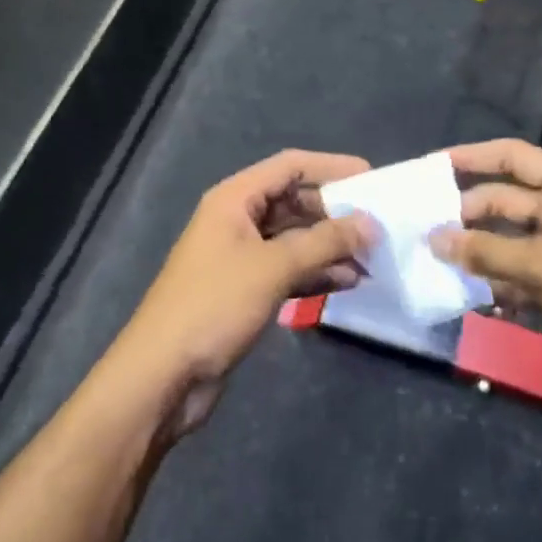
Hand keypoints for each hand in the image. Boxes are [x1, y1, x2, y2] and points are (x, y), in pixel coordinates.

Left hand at [115, 150, 378, 438]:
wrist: (163, 375)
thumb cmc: (214, 306)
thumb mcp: (273, 268)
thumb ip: (324, 242)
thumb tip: (370, 224)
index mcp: (234, 199)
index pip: (290, 166)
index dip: (331, 167)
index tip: (372, 178)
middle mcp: (237, 220)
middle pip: (294, 202)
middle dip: (335, 213)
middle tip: (378, 225)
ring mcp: (240, 256)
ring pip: (294, 239)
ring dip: (330, 246)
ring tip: (372, 259)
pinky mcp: (245, 290)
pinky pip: (288, 269)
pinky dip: (316, 272)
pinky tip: (348, 283)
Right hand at [429, 139, 541, 373]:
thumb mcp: (541, 266)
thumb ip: (484, 252)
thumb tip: (432, 239)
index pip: (515, 157)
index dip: (473, 157)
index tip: (432, 166)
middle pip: (506, 200)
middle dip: (468, 214)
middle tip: (425, 228)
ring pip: (507, 240)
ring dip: (477, 252)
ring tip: (436, 261)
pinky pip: (516, 274)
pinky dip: (495, 283)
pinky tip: (469, 296)